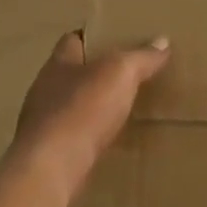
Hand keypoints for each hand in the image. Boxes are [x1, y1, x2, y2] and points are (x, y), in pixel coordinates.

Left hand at [7, 32, 169, 205]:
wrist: (51, 169)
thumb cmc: (82, 109)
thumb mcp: (120, 74)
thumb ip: (141, 57)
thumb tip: (162, 41)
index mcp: (58, 62)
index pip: (73, 39)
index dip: (94, 37)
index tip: (117, 39)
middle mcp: (46, 88)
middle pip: (73, 72)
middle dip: (96, 72)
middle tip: (127, 73)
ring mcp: (43, 122)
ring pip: (72, 105)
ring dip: (92, 106)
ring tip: (121, 107)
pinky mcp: (48, 152)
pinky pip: (73, 135)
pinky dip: (89, 134)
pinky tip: (108, 140)